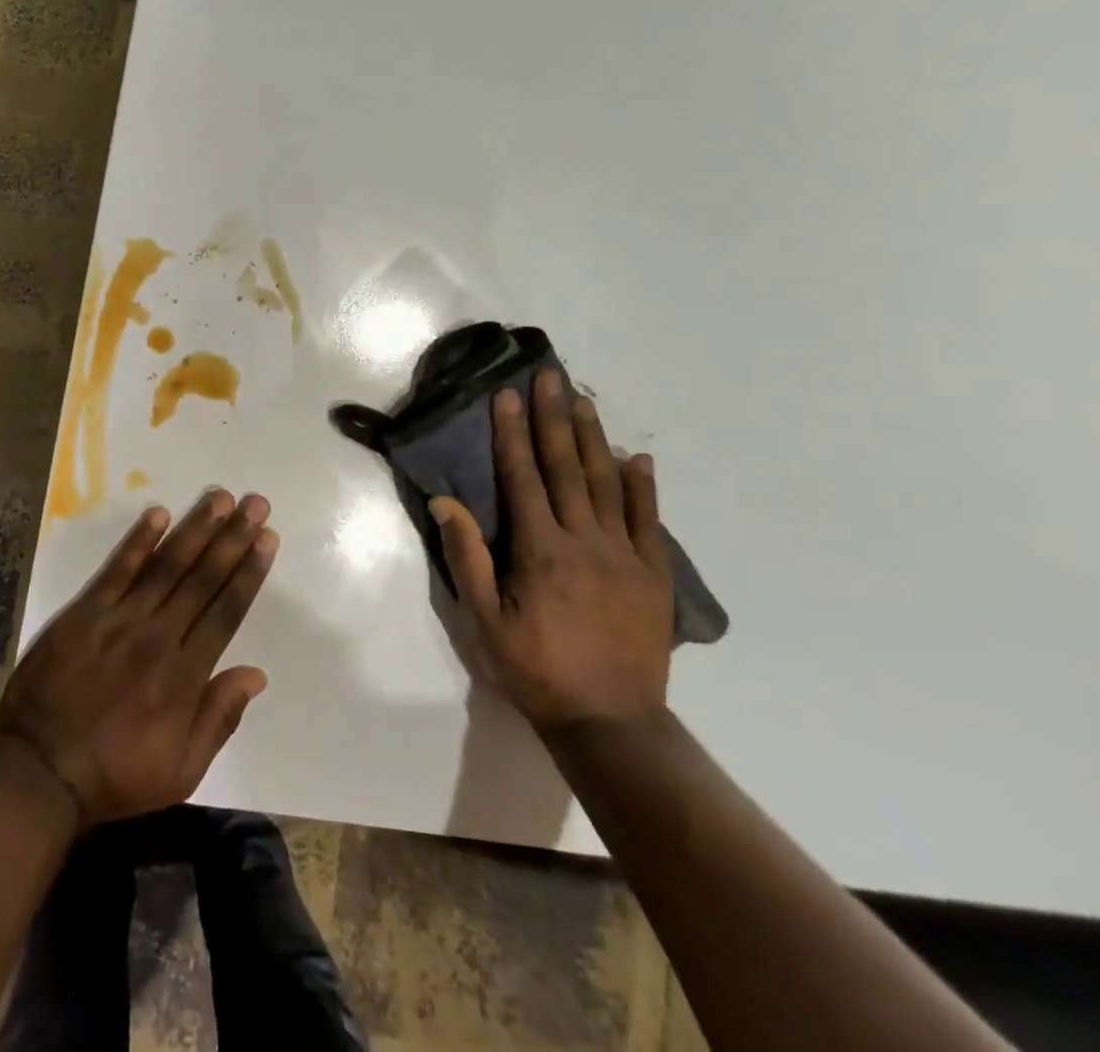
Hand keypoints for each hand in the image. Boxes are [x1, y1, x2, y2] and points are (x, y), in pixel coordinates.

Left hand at [0, 490, 278, 826]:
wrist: (38, 771)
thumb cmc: (115, 776)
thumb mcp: (181, 771)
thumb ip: (220, 718)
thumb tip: (257, 674)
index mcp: (184, 675)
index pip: (226, 610)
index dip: (249, 572)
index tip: (267, 539)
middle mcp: (158, 637)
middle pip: (203, 578)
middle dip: (232, 537)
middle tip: (255, 503)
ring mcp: (119, 620)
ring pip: (166, 566)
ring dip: (196, 529)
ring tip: (220, 497)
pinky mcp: (85, 613)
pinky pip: (116, 570)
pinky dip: (138, 541)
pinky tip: (158, 514)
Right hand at [430, 372, 672, 736]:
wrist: (611, 723)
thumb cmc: (536, 672)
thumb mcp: (485, 623)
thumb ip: (468, 559)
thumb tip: (446, 503)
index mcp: (540, 549)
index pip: (522, 477)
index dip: (512, 433)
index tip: (507, 396)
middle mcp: (584, 540)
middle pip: (565, 467)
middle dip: (552, 419)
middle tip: (548, 377)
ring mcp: (625, 554)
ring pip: (606, 484)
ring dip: (592, 439)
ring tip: (582, 401)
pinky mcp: (653, 575)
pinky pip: (647, 520)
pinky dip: (642, 486)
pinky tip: (637, 458)